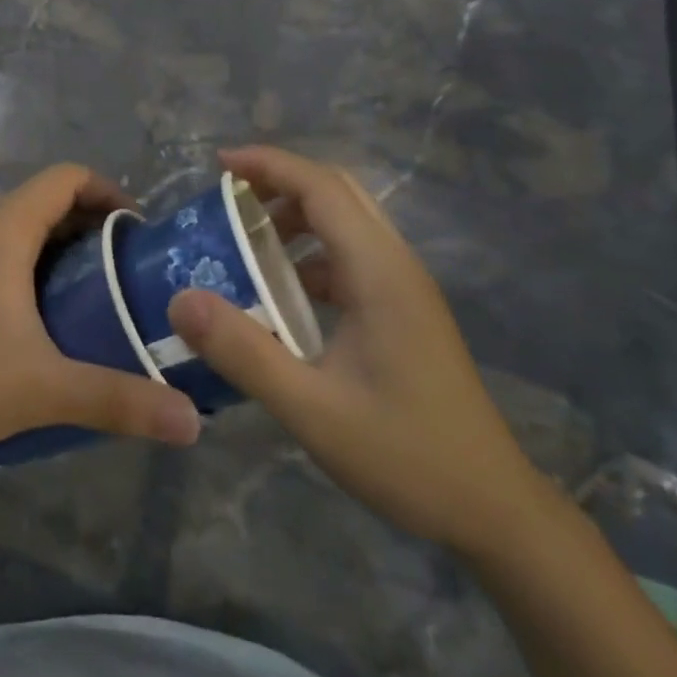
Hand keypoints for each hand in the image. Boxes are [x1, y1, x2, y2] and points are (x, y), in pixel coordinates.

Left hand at [0, 165, 202, 457]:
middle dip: (86, 225)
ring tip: (84, 293)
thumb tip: (190, 422)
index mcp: (3, 231)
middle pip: (41, 202)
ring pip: (12, 229)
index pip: (65, 177)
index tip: (136, 228)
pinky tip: (30, 320)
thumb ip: (117, 400)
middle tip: (121, 268)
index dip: (106, 189)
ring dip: (52, 247)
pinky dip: (21, 266)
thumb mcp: (44, 388)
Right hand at [167, 145, 547, 555]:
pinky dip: (308, 254)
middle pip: (336, 192)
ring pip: (345, 223)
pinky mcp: (402, 312)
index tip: (217, 165)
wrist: (494, 512)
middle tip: (225, 199)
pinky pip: (349, 257)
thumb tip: (181, 300)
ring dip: (294, 217)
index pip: (322, 187)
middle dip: (279, 182)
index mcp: (379, 271)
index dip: (268, 164)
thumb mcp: (311, 408)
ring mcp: (403, 289)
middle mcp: (395, 265)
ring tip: (243, 241)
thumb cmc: (406, 455)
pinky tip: (279, 293)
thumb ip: (244, 352)